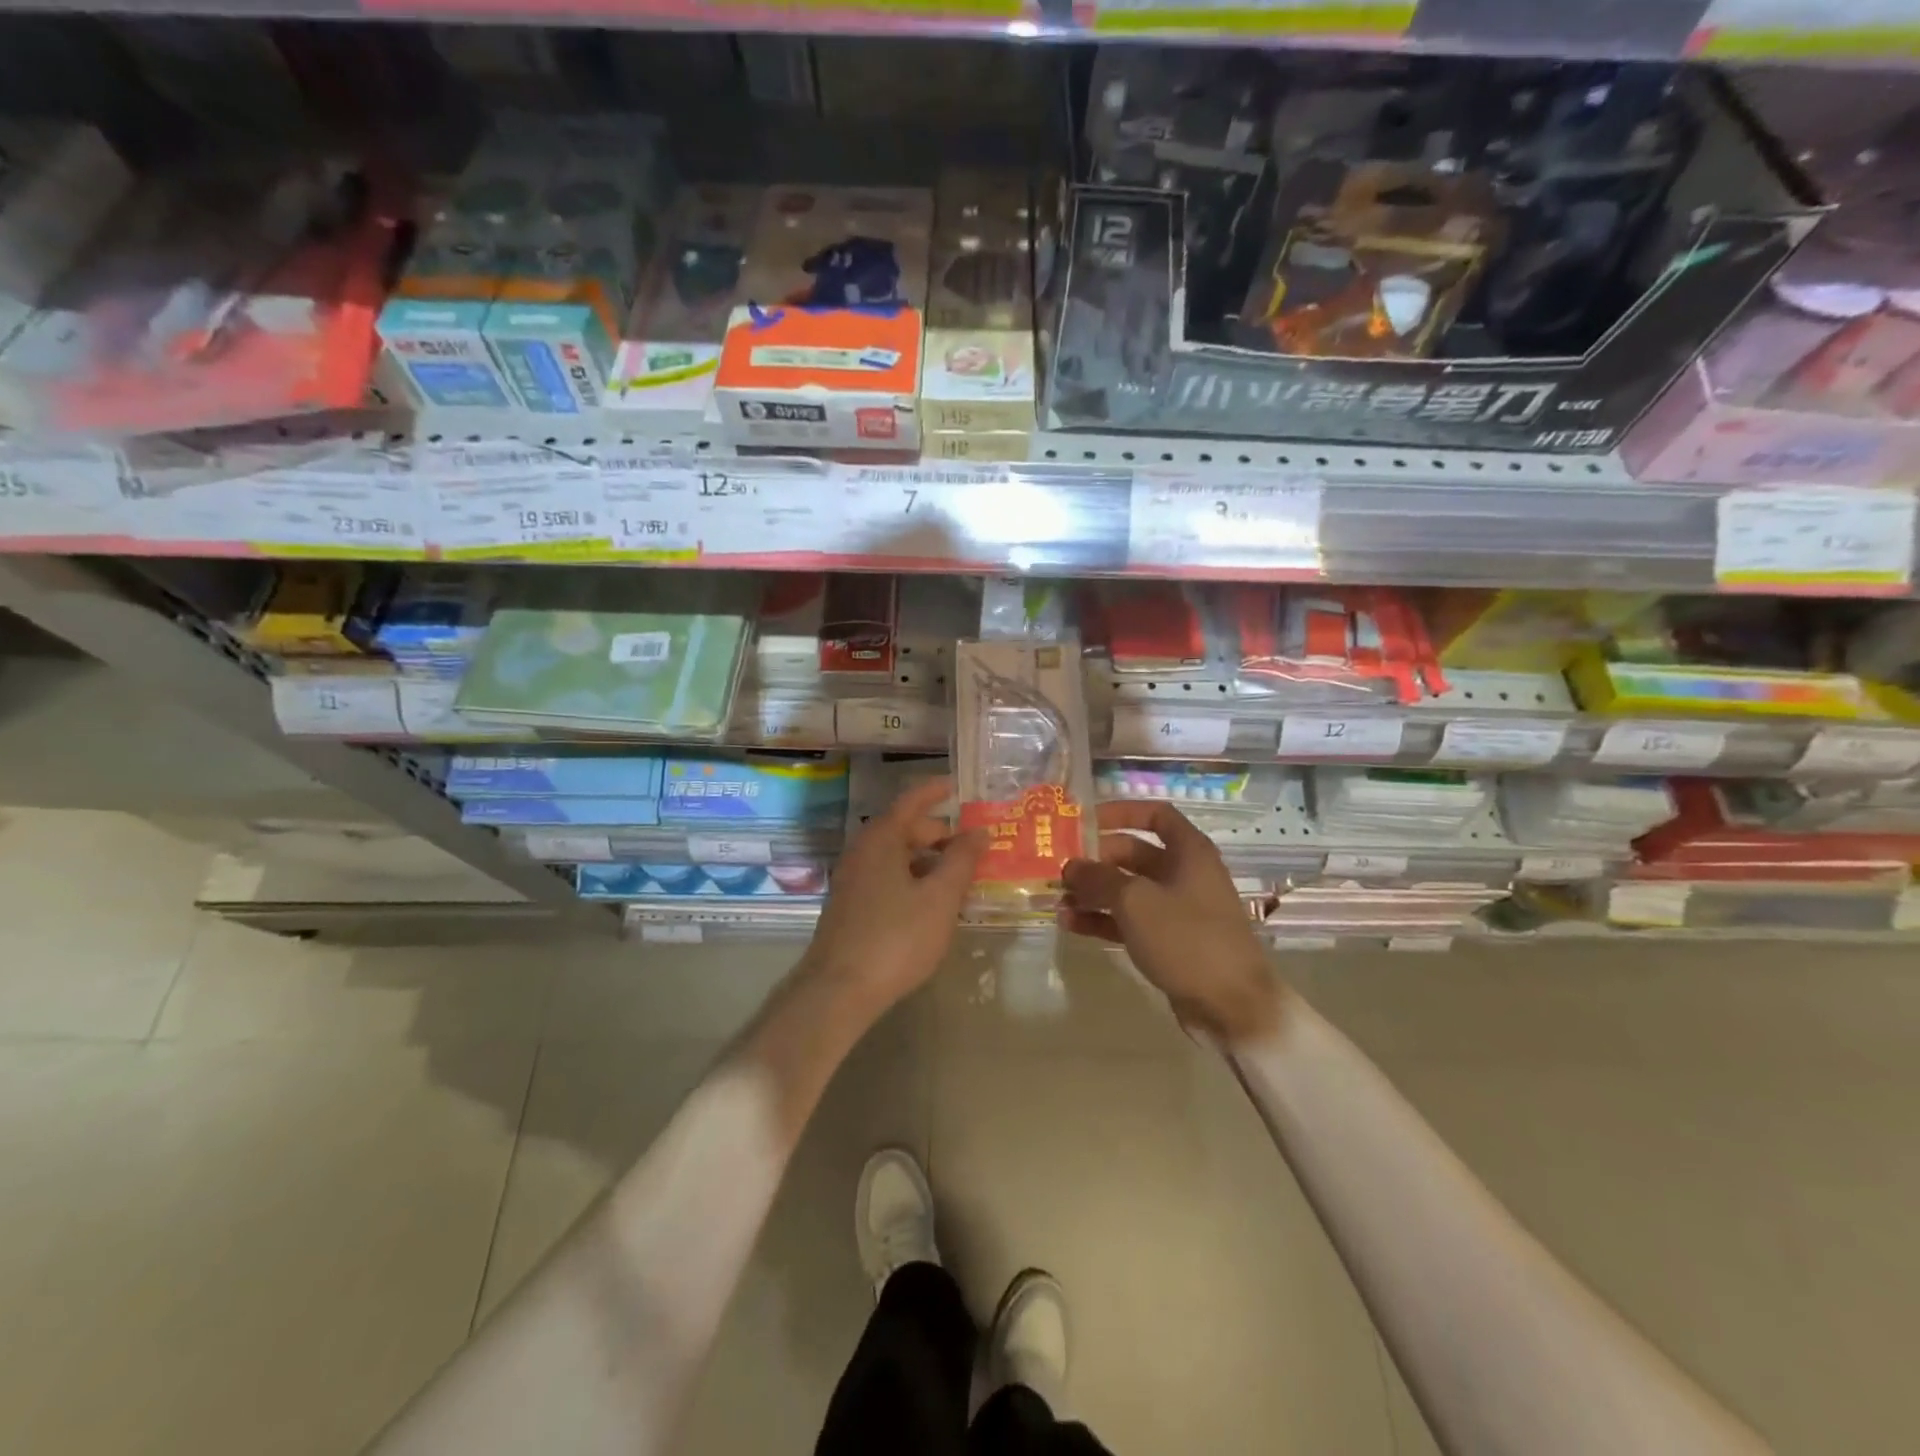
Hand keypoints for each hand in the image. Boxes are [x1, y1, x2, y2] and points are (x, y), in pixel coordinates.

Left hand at [800, 777, 984, 1020]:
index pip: (911, 801)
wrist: (838, 990)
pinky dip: (912, 879)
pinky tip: (931, 904)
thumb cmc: (895, 937)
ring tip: (959, 878)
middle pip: (904, 829)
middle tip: (972, 848)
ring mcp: (852, 880)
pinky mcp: (850, 906)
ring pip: (896, 857)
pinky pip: (886, 878)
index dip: (935, 791)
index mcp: (882, 839)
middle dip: (939, 834)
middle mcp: (862, 851)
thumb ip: (961, 861)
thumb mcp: (940, 898)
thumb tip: (978, 832)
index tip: (957, 786)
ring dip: (928, 860)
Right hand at [1061, 800, 1282, 1043]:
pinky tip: (1070, 924)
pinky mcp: (1168, 941)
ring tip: (1058, 899)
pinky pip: (1128, 921)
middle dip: (1095, 859)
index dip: (1120, 812)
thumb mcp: (1136, 901)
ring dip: (1093, 893)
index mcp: (1188, 852)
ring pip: (1127, 890)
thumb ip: (1098, 878)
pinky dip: (1102, 920)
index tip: (1084, 820)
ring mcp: (1176, 910)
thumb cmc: (1187, 938)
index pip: (1154, 815)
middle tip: (1058, 867)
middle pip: (1133, 854)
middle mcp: (1183, 874)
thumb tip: (1070, 866)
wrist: (1232, 1006)